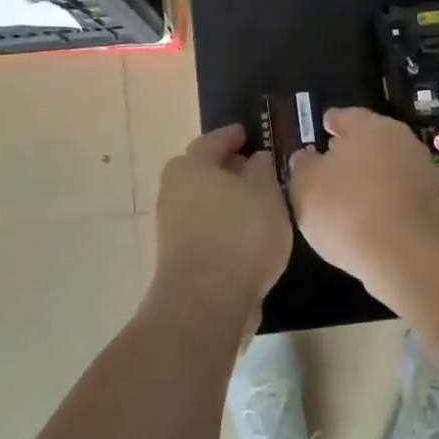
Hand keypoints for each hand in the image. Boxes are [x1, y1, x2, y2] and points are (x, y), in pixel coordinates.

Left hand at [151, 123, 291, 333]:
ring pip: (205, 202)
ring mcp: (172, 226)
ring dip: (228, 201)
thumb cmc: (240, 234)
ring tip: (260, 206)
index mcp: (191, 165)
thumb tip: (255, 159)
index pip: (214, 140)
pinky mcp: (178, 257)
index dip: (234, 136)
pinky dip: (225, 227)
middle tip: (258, 170)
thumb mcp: (266, 193)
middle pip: (204, 171)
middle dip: (230, 169)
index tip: (250, 134)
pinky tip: (248, 237)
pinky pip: (206, 229)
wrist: (205, 303)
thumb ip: (262, 169)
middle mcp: (174, 190)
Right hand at [287, 106, 438, 303]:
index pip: (343, 116)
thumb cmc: (347, 211)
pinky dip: (381, 200)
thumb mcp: (305, 186)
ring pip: (384, 166)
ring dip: (367, 177)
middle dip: (349, 151)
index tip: (320, 131)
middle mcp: (399, 139)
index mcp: (368, 125)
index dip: (329, 124)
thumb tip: (306, 157)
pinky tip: (365, 218)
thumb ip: (302, 165)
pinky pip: (396, 193)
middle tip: (327, 167)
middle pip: (368, 139)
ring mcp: (419, 170)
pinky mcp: (430, 202)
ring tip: (344, 197)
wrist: (408, 257)